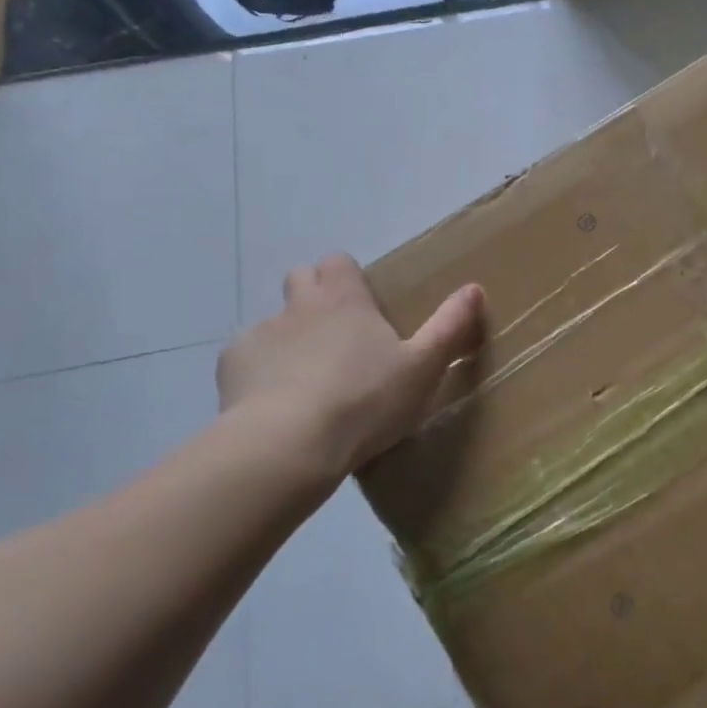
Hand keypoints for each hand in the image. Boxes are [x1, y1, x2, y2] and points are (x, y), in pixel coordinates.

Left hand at [217, 253, 483, 479]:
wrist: (289, 445)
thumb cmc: (365, 401)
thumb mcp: (423, 367)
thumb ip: (450, 326)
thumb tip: (474, 287)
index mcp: (344, 299)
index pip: (339, 262)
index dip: (349, 278)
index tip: (363, 306)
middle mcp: (299, 305)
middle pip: (301, 278)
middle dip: (315, 295)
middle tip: (337, 335)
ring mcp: (261, 334)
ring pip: (274, 322)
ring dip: (289, 339)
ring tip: (306, 381)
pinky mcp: (232, 367)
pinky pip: (247, 358)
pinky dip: (261, 372)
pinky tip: (276, 405)